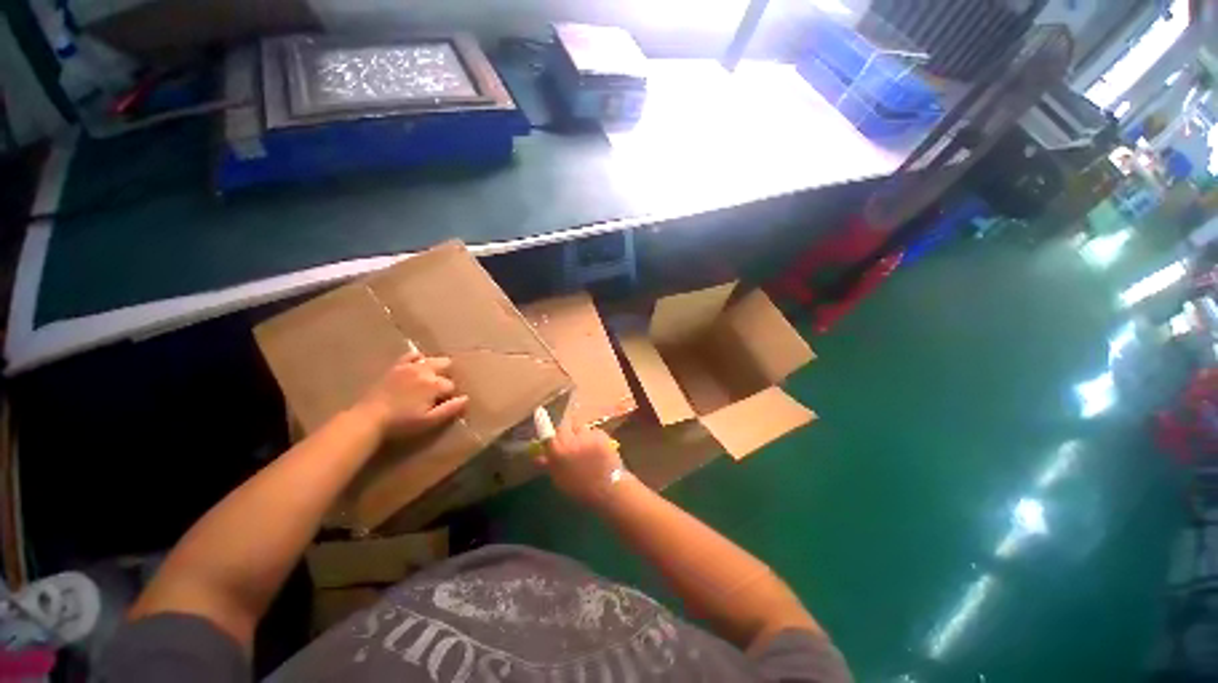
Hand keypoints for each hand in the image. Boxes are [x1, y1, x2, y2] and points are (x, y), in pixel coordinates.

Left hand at [356, 351, 468, 439]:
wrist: (370, 418)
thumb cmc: (402, 422)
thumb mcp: (429, 420)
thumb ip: (450, 409)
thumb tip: (466, 398)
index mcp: (435, 384)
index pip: (451, 385)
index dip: (449, 395)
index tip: (443, 403)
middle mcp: (426, 370)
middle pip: (446, 365)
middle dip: (446, 375)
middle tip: (439, 390)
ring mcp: (410, 366)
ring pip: (432, 359)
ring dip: (436, 367)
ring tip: (432, 378)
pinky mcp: (397, 366)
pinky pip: (412, 355)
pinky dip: (419, 358)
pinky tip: (419, 364)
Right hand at [537, 422, 624, 505]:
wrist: (608, 489)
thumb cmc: (580, 489)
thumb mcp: (559, 479)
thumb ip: (548, 464)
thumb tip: (538, 456)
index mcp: (557, 451)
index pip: (547, 431)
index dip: (544, 424)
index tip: (541, 414)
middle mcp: (571, 439)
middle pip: (564, 425)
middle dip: (565, 431)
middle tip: (569, 441)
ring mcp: (587, 435)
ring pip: (580, 427)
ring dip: (580, 433)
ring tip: (585, 447)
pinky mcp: (601, 434)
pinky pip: (593, 431)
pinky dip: (593, 437)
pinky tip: (597, 449)